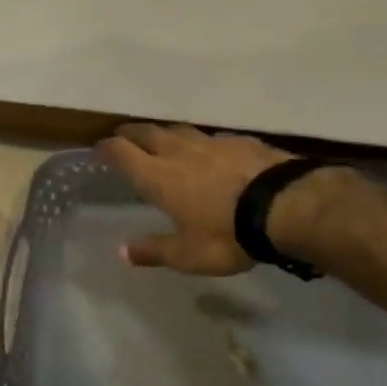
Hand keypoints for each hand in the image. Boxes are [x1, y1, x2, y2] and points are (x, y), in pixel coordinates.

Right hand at [93, 123, 294, 274]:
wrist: (287, 205)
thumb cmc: (228, 233)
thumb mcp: (188, 255)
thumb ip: (154, 250)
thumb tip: (122, 252)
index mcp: (157, 176)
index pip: (121, 152)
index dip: (107, 148)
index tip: (99, 149)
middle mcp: (178, 152)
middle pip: (146, 131)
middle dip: (131, 133)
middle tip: (125, 138)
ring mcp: (211, 142)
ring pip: (179, 130)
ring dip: (166, 134)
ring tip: (164, 141)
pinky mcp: (241, 141)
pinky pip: (213, 137)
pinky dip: (203, 143)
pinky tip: (212, 153)